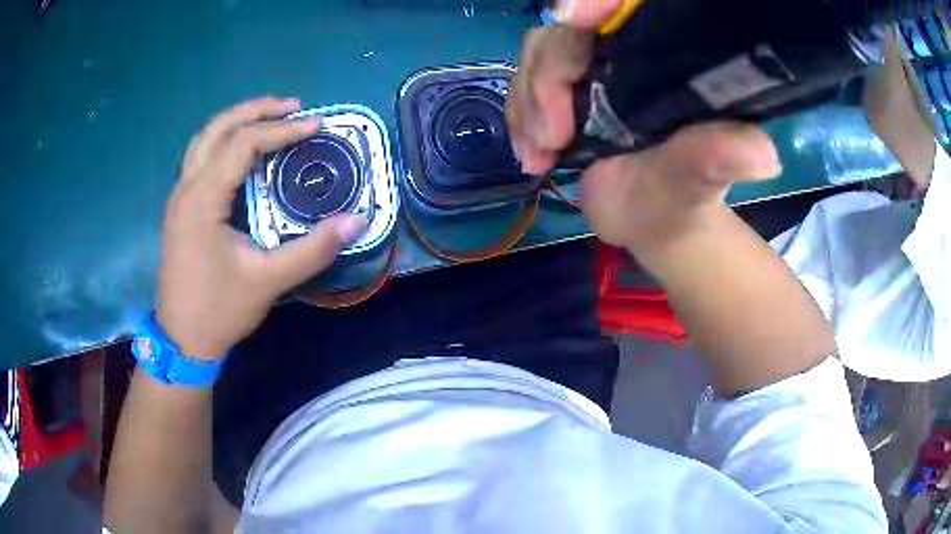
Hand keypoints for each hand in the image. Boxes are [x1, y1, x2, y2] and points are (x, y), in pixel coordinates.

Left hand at [156, 97, 368, 360]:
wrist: (182, 340)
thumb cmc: (219, 309)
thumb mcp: (268, 280)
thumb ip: (313, 248)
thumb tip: (357, 220)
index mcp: (202, 199)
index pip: (242, 144)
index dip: (282, 131)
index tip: (316, 126)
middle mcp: (185, 188)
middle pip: (217, 128)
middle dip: (256, 110)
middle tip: (292, 107)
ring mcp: (178, 197)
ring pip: (204, 140)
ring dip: (236, 122)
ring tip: (270, 118)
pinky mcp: (179, 209)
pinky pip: (200, 158)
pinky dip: (224, 142)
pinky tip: (243, 153)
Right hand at [507, 2, 781, 256]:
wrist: (652, 220)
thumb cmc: (682, 198)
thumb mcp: (699, 180)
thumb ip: (718, 157)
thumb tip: (762, 153)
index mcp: (667, 57)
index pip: (627, 5)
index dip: (597, 1)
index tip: (573, 17)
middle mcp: (627, 51)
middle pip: (568, 31)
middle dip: (548, 77)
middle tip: (553, 136)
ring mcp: (591, 67)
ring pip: (539, 53)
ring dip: (528, 103)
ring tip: (541, 153)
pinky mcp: (565, 89)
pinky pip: (524, 83)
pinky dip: (518, 117)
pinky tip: (531, 155)